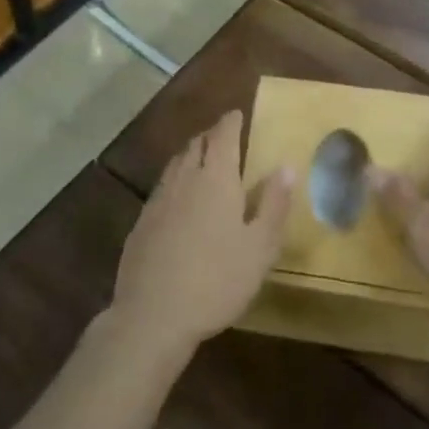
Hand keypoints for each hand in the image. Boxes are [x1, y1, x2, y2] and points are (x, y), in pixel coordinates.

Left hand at [109, 110, 291, 356]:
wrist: (153, 315)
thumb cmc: (216, 280)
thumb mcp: (259, 248)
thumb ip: (274, 204)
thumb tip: (287, 166)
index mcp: (216, 179)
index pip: (223, 136)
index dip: (230, 122)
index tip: (236, 114)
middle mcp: (185, 179)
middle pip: (196, 145)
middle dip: (211, 136)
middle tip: (223, 136)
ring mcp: (158, 200)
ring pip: (176, 164)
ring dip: (191, 155)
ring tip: (202, 160)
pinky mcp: (141, 223)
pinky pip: (162, 188)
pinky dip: (175, 181)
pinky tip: (178, 200)